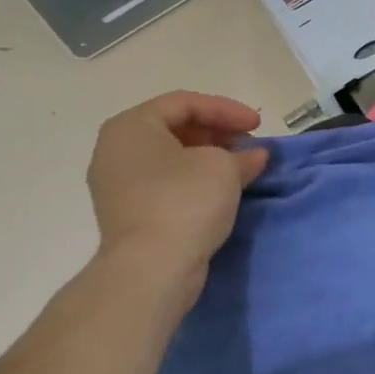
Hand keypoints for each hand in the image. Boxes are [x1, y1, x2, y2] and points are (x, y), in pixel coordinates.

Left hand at [86, 92, 268, 298]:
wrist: (151, 270)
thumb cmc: (184, 202)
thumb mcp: (223, 168)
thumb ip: (242, 155)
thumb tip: (255, 155)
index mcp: (131, 126)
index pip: (185, 103)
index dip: (227, 109)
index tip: (259, 125)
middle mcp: (115, 150)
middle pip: (175, 128)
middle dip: (218, 134)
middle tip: (250, 146)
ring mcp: (118, 185)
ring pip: (171, 158)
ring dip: (209, 158)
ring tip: (242, 169)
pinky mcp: (128, 214)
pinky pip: (165, 184)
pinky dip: (194, 181)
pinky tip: (221, 192)